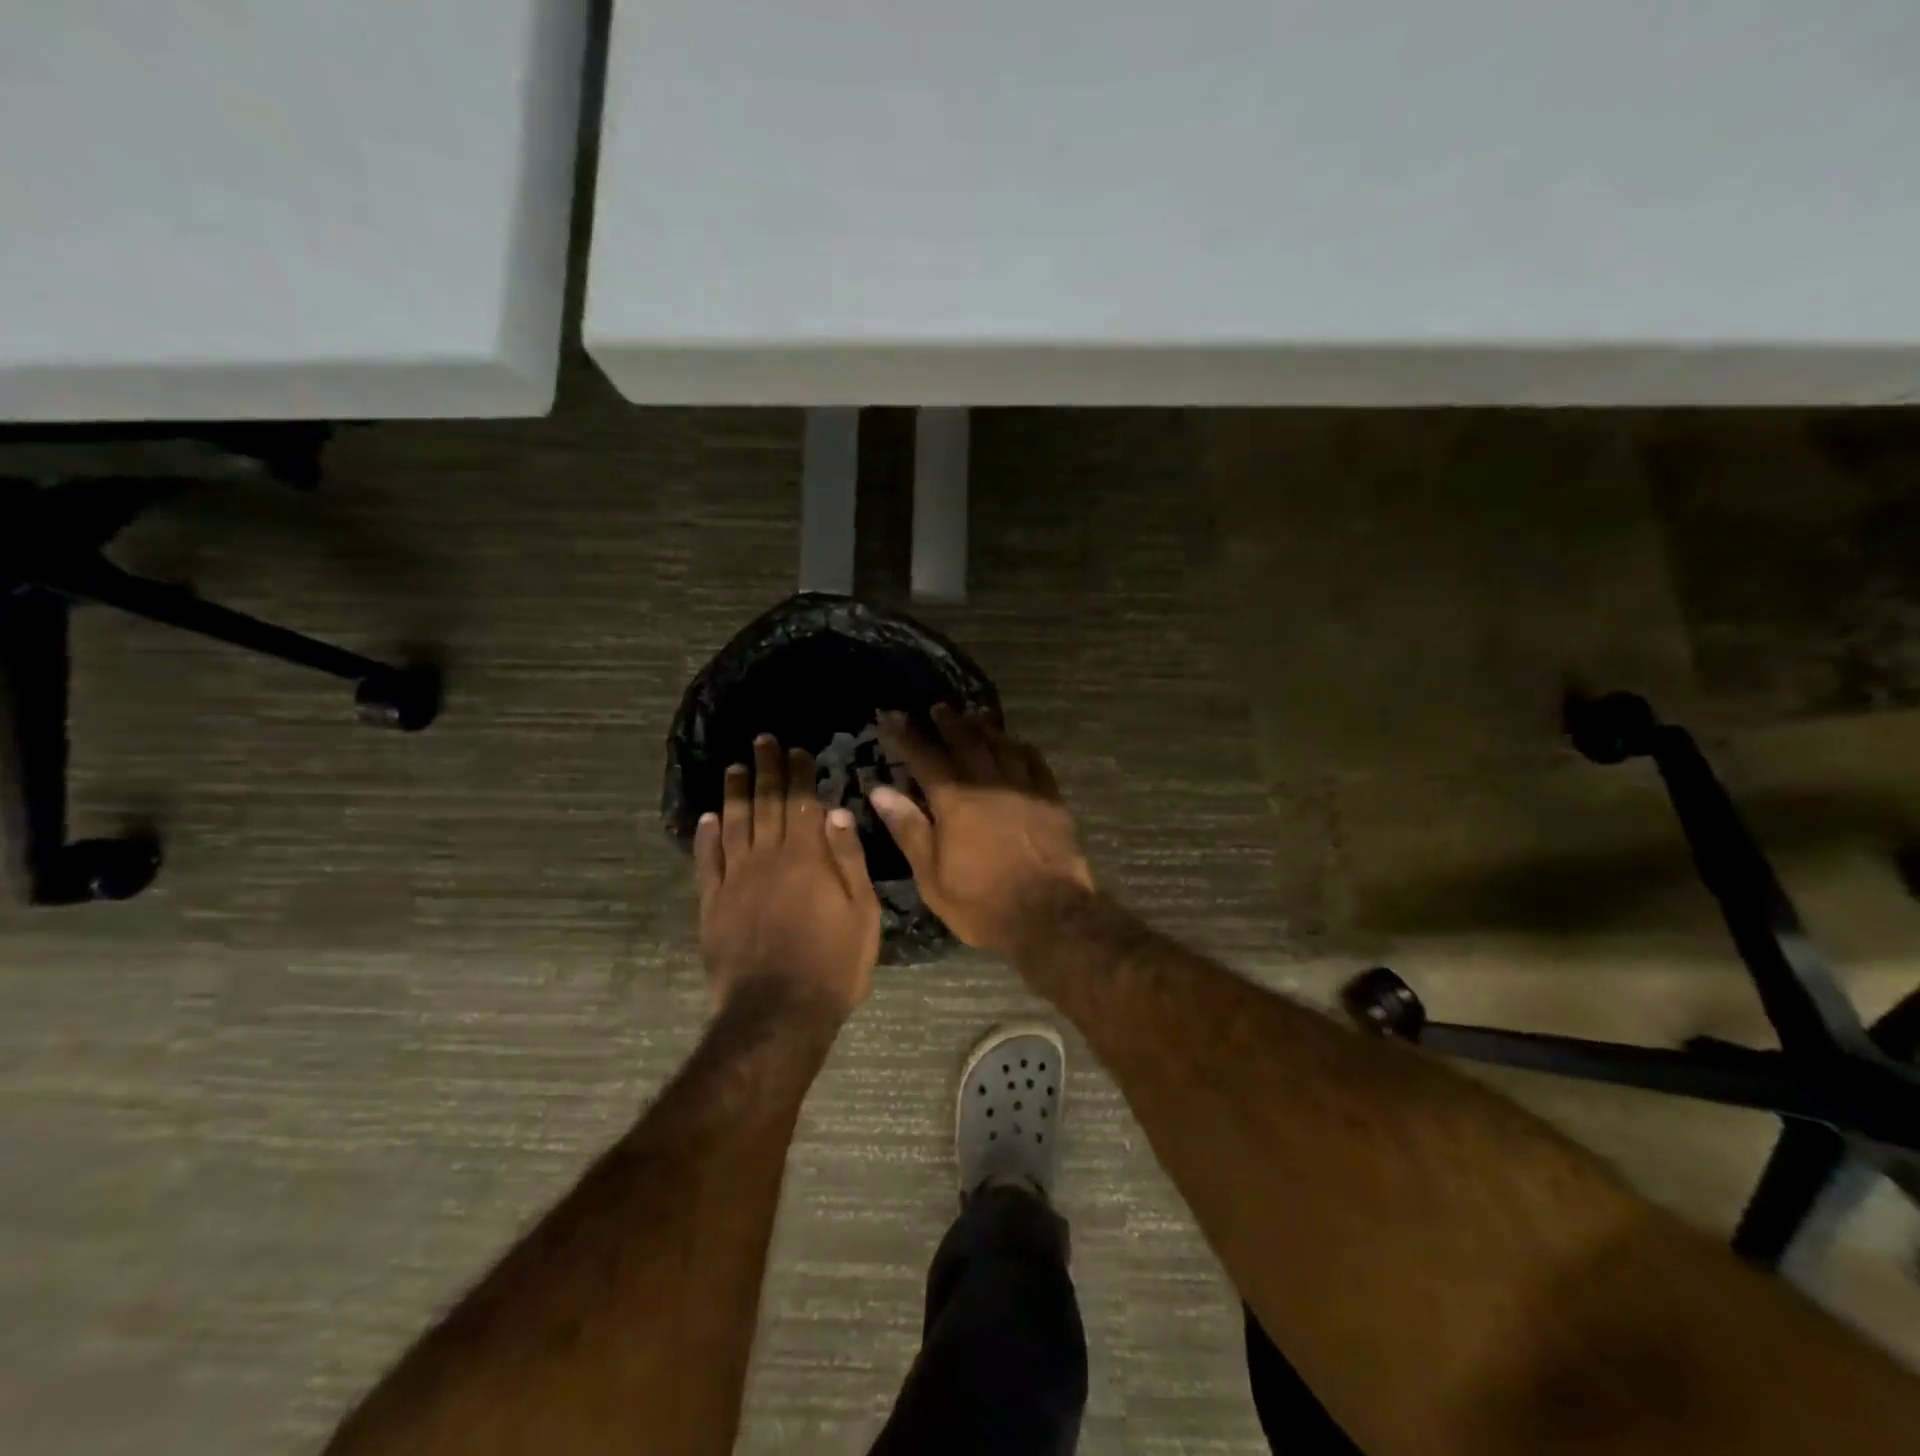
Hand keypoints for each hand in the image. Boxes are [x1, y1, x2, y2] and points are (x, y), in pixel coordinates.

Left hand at [696, 735, 881, 1019]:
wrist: (778, 1014)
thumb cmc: (834, 965)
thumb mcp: (863, 914)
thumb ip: (849, 860)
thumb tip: (836, 812)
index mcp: (807, 858)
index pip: (802, 803)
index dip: (800, 774)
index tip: (798, 749)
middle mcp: (768, 858)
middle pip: (765, 804)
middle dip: (766, 769)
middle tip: (762, 740)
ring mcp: (735, 880)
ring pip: (733, 824)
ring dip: (734, 793)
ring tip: (734, 768)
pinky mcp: (712, 904)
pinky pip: (706, 861)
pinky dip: (705, 836)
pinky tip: (707, 818)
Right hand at [870, 706, 1093, 954]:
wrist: (1050, 916)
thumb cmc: (982, 904)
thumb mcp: (932, 877)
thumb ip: (908, 829)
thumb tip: (880, 790)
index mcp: (955, 802)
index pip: (925, 757)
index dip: (906, 736)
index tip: (891, 718)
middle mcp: (988, 784)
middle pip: (965, 741)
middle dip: (947, 723)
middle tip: (936, 708)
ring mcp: (1024, 788)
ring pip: (1000, 745)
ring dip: (983, 726)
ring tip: (972, 714)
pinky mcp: (1050, 799)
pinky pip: (1034, 761)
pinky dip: (1019, 746)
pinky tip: (1014, 742)